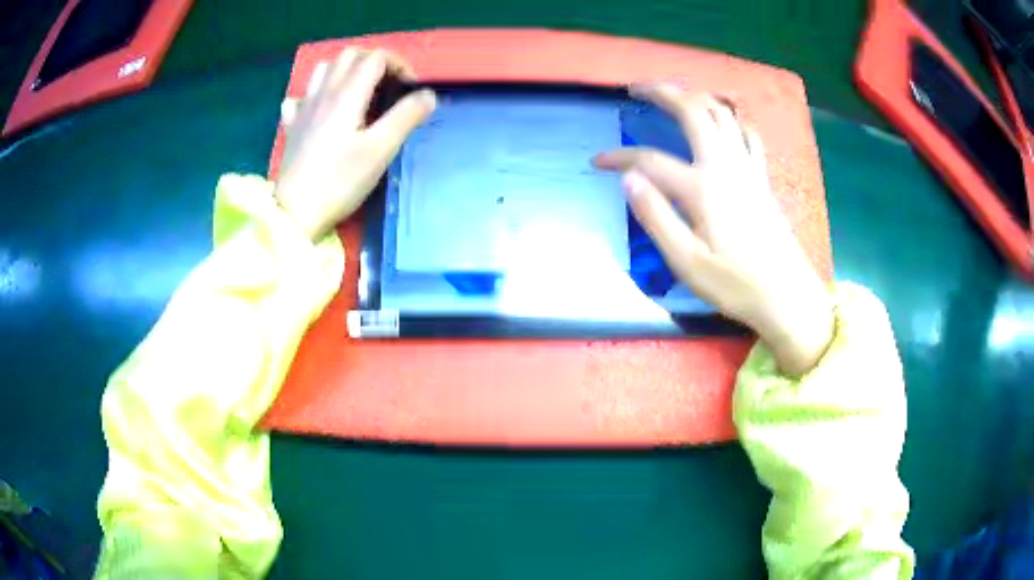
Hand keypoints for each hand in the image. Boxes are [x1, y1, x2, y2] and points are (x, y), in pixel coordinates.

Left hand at [275, 48, 436, 240]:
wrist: (295, 212)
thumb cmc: (339, 181)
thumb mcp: (381, 150)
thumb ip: (406, 117)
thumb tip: (427, 95)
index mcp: (347, 94)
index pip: (376, 58)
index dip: (399, 65)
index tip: (410, 89)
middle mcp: (324, 93)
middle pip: (349, 56)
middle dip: (374, 61)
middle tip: (388, 84)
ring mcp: (304, 109)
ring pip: (324, 69)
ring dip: (345, 70)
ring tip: (358, 90)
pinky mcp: (293, 127)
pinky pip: (301, 97)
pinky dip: (315, 94)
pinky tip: (320, 109)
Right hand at [593, 85, 833, 375]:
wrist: (787, 296)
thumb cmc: (735, 285)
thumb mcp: (687, 262)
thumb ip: (656, 217)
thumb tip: (629, 179)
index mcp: (702, 188)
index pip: (650, 160)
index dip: (620, 157)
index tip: (597, 162)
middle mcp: (725, 166)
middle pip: (693, 112)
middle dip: (663, 92)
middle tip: (637, 88)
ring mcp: (748, 169)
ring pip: (723, 114)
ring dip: (696, 97)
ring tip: (674, 94)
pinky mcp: (762, 178)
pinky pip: (748, 135)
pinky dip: (733, 119)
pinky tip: (725, 120)